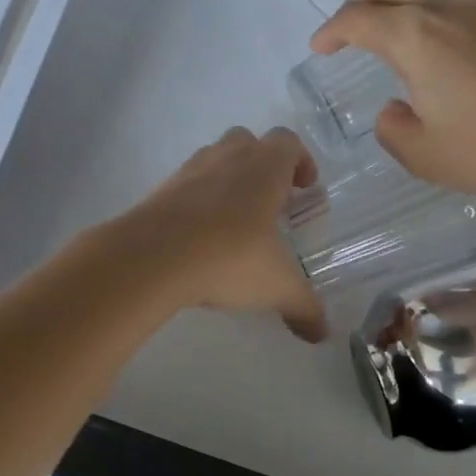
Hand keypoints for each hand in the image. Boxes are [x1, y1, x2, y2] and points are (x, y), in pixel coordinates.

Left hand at [108, 127, 326, 341]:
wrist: (151, 258)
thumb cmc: (229, 258)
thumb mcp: (276, 286)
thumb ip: (304, 307)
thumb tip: (324, 333)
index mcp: (263, 168)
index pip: (288, 142)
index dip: (301, 160)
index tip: (306, 188)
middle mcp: (226, 158)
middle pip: (248, 142)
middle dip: (262, 166)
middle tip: (271, 202)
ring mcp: (188, 171)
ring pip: (214, 159)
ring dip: (228, 180)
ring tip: (235, 221)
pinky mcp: (159, 191)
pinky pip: (186, 186)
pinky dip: (197, 202)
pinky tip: (200, 238)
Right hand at [310, 0, 475, 198]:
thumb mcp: (424, 155)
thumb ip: (393, 129)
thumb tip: (393, 110)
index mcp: (414, 34)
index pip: (357, 19)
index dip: (331, 31)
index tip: (319, 48)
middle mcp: (445, 1)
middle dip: (359, 1)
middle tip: (347, 27)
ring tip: (390, 15)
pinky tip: (441, 14)